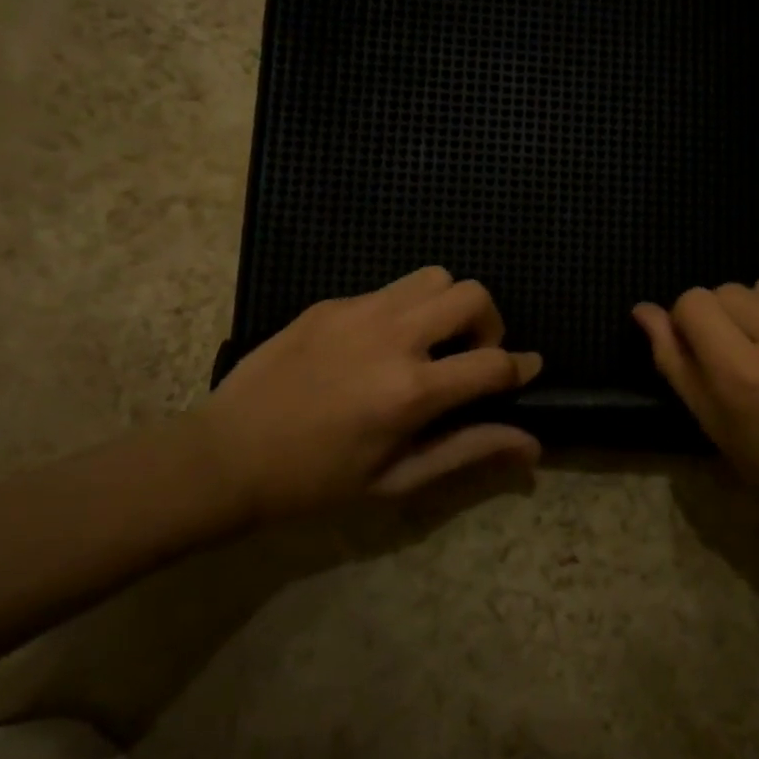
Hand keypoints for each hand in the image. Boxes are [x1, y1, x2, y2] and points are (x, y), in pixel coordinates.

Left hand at [199, 268, 542, 516]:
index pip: (495, 363)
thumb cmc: (316, 481)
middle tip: (468, 356)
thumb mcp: (397, 479)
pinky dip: (404, 310)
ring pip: (434, 277)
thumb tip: (532, 446)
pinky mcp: (330, 303)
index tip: (526, 372)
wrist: (226, 456)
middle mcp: (392, 338)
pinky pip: (389, 289)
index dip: (521, 368)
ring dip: (447, 306)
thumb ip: (469, 451)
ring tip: (427, 343)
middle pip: (473, 295)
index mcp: (411, 391)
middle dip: (489, 323)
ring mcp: (359, 312)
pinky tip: (376, 346)